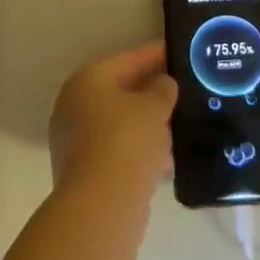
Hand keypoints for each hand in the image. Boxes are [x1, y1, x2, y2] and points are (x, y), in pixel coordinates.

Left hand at [49, 43, 177, 198]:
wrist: (101, 205)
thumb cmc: (126, 141)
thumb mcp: (153, 107)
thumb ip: (162, 90)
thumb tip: (163, 84)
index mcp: (88, 79)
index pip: (128, 59)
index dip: (157, 55)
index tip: (181, 54)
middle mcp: (75, 104)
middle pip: (122, 90)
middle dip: (153, 92)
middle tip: (184, 91)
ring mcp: (76, 138)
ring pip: (121, 122)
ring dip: (149, 124)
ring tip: (183, 124)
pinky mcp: (84, 170)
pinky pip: (118, 149)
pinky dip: (141, 149)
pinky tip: (169, 157)